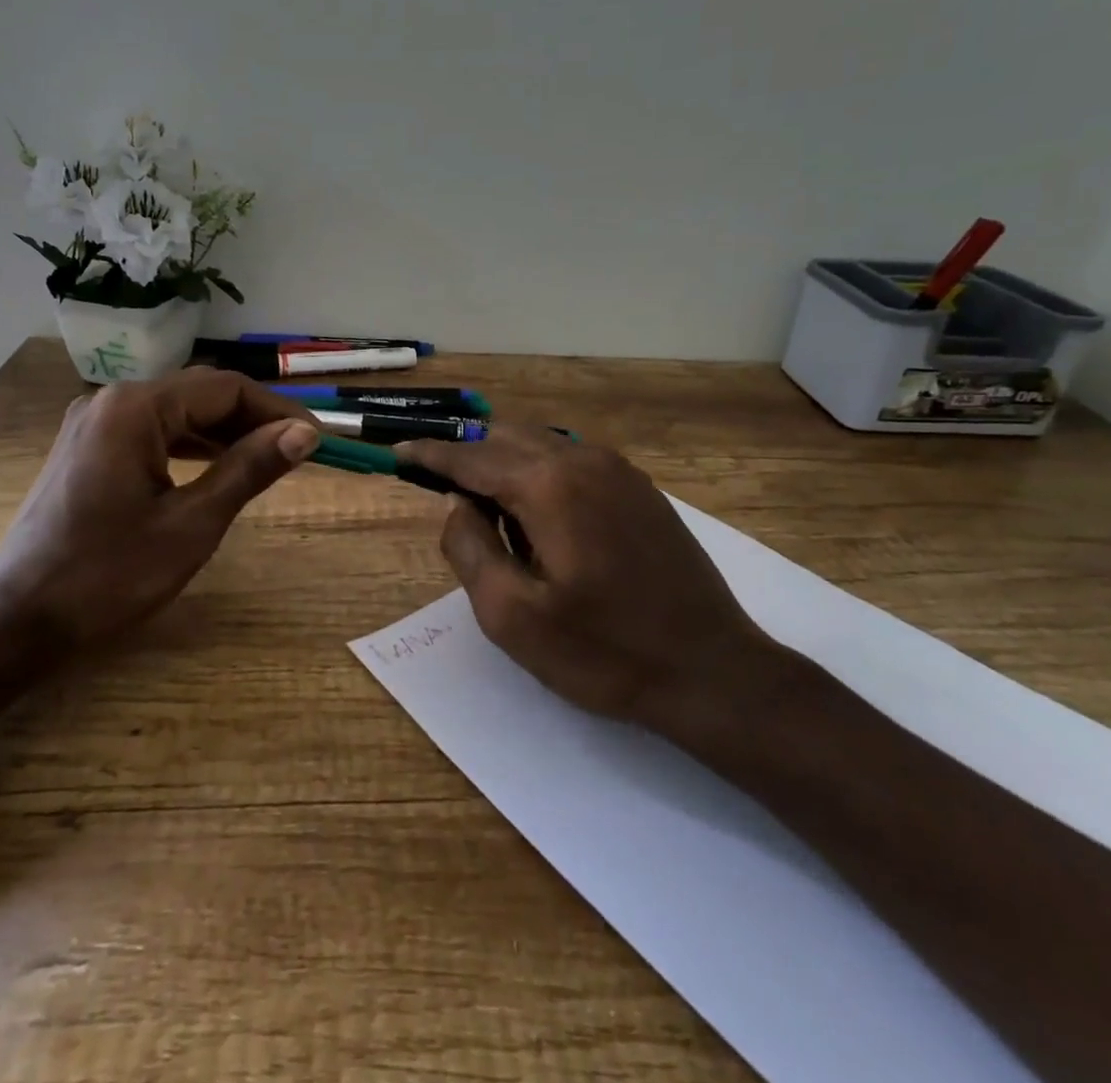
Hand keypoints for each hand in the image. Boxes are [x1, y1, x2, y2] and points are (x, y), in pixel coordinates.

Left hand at [0, 369, 320, 643]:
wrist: (16, 622)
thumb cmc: (108, 576)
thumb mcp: (192, 523)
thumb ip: (249, 468)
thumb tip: (304, 434)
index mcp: (135, 408)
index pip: (225, 389)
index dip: (277, 410)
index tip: (316, 439)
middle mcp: (111, 401)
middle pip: (199, 394)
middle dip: (252, 419)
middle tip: (297, 451)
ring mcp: (93, 424)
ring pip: (175, 412)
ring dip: (222, 432)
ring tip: (266, 459)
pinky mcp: (85, 449)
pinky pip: (150, 432)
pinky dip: (189, 445)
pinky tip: (214, 467)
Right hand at [398, 427, 788, 739]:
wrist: (712, 671)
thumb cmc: (604, 651)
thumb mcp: (512, 616)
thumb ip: (469, 548)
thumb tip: (456, 505)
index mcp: (548, 484)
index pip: (470, 457)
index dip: (430, 455)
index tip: (398, 452)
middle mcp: (582, 459)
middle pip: (505, 438)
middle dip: (467, 457)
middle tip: (441, 491)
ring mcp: (618, 470)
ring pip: (540, 445)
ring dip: (504, 466)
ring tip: (490, 515)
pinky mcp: (639, 488)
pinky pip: (571, 461)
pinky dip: (539, 473)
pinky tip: (539, 518)